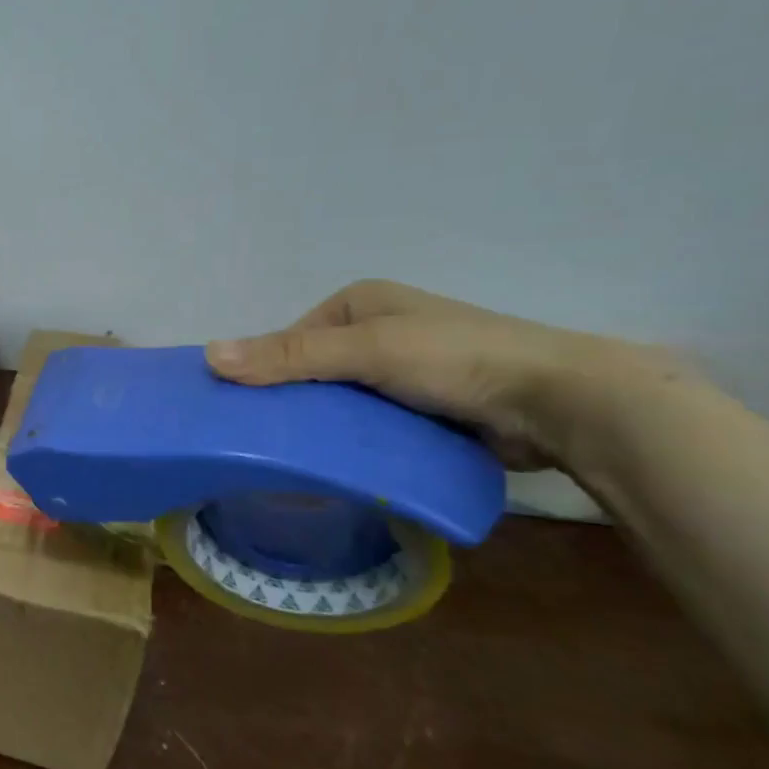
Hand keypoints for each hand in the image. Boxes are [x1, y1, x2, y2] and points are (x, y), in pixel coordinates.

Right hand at [205, 280, 678, 469]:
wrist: (560, 402)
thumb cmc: (455, 358)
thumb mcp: (365, 350)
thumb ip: (289, 356)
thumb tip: (208, 356)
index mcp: (360, 303)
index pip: (289, 339)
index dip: (264, 372)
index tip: (242, 413)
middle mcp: (378, 331)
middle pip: (312, 371)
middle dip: (293, 403)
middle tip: (264, 443)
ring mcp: (403, 372)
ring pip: (340, 401)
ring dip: (323, 426)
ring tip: (292, 460)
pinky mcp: (424, 408)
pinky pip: (370, 424)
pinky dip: (353, 442)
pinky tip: (335, 466)